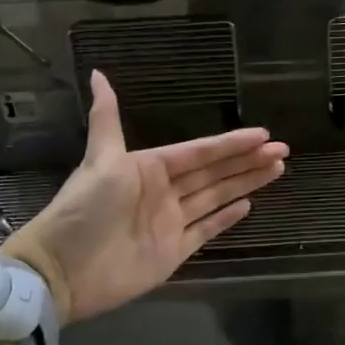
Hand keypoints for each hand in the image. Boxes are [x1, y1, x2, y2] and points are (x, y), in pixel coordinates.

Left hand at [0, 72, 287, 323]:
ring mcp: (170, 222)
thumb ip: (107, 118)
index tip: (262, 134)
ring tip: (277, 169)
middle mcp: (164, 192)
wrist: (62, 271)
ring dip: (245, 183)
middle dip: (248, 161)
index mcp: (149, 167)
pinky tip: (248, 205)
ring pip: (216, 197)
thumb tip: (97, 73)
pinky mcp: (173, 252)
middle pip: (214, 172)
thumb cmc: (84, 210)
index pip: (199, 151)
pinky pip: (206, 230)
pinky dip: (226, 218)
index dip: (231, 143)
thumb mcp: (100, 160)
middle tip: (282, 150)